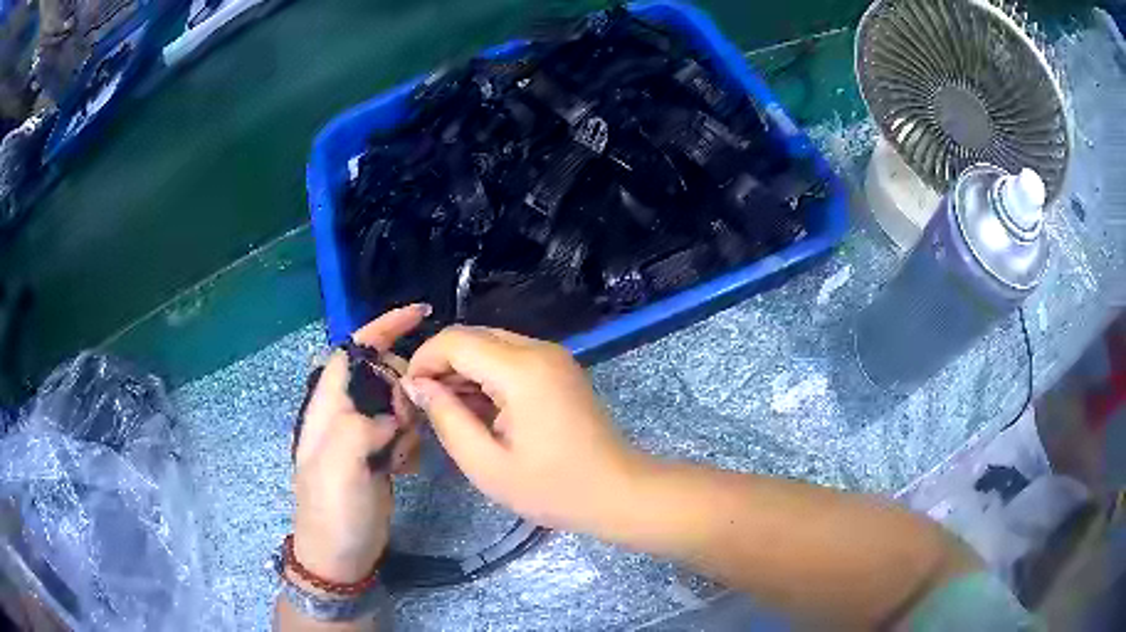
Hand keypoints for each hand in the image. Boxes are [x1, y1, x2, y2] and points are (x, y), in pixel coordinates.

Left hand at [290, 305, 428, 583]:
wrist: (341, 554)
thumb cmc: (333, 511)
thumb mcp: (338, 468)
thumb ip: (358, 426)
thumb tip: (390, 415)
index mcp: (327, 406)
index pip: (352, 350)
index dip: (383, 327)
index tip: (420, 314)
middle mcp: (343, 412)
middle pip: (382, 373)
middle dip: (403, 387)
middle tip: (407, 423)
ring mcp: (362, 434)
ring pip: (397, 402)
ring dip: (410, 422)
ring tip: (401, 455)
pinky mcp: (377, 453)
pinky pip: (404, 431)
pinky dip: (411, 442)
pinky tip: (405, 467)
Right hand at [403, 326, 643, 534]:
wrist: (617, 491)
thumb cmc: (552, 488)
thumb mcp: (486, 464)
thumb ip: (446, 418)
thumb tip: (418, 385)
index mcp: (521, 369)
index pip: (455, 340)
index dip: (423, 361)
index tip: (410, 395)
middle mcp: (539, 350)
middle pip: (473, 337)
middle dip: (442, 365)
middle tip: (428, 407)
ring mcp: (554, 356)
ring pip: (491, 345)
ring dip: (464, 371)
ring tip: (451, 413)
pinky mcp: (559, 368)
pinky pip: (511, 358)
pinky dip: (488, 376)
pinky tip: (481, 411)